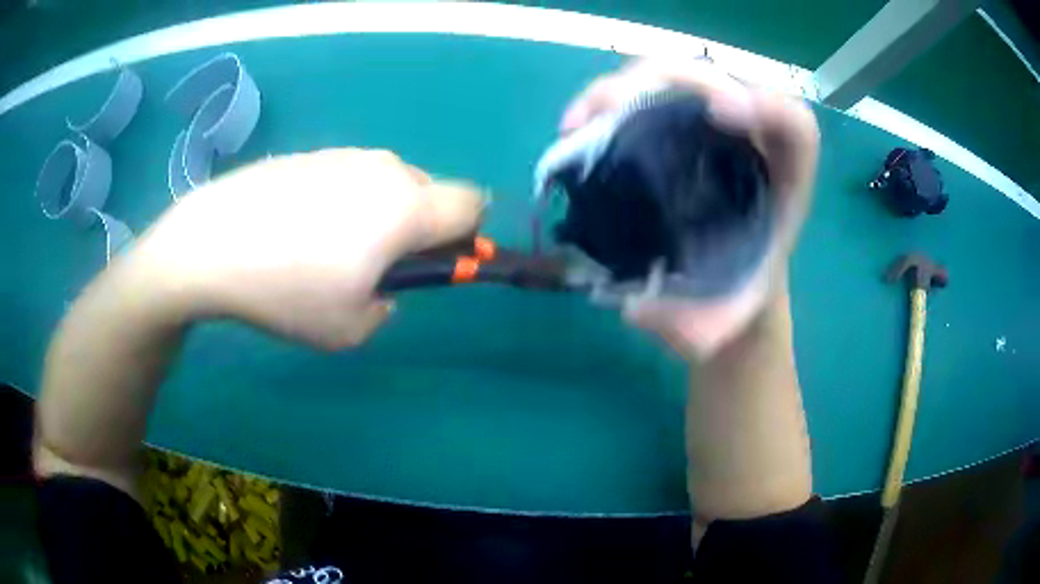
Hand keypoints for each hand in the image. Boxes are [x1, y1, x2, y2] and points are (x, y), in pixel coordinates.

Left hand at [133, 148, 482, 348]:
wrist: (210, 244)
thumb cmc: (286, 292)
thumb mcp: (350, 329)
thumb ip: (388, 306)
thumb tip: (384, 286)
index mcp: (407, 208)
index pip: (473, 205)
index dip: (468, 235)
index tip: (434, 262)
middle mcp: (384, 170)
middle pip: (431, 192)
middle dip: (420, 227)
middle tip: (373, 264)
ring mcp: (344, 156)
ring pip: (388, 183)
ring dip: (380, 214)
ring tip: (325, 248)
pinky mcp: (311, 154)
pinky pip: (349, 178)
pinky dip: (343, 202)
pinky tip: (297, 228)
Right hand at [561, 59, 819, 358]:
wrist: (727, 290)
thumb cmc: (736, 300)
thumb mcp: (726, 322)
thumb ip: (698, 328)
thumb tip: (637, 310)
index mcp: (785, 183)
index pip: (795, 126)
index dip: (767, 106)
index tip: (719, 112)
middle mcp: (752, 144)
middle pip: (725, 83)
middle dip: (675, 80)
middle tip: (619, 102)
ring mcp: (711, 132)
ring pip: (679, 81)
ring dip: (628, 85)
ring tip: (582, 118)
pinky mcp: (677, 132)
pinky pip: (648, 99)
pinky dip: (609, 103)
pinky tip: (577, 126)